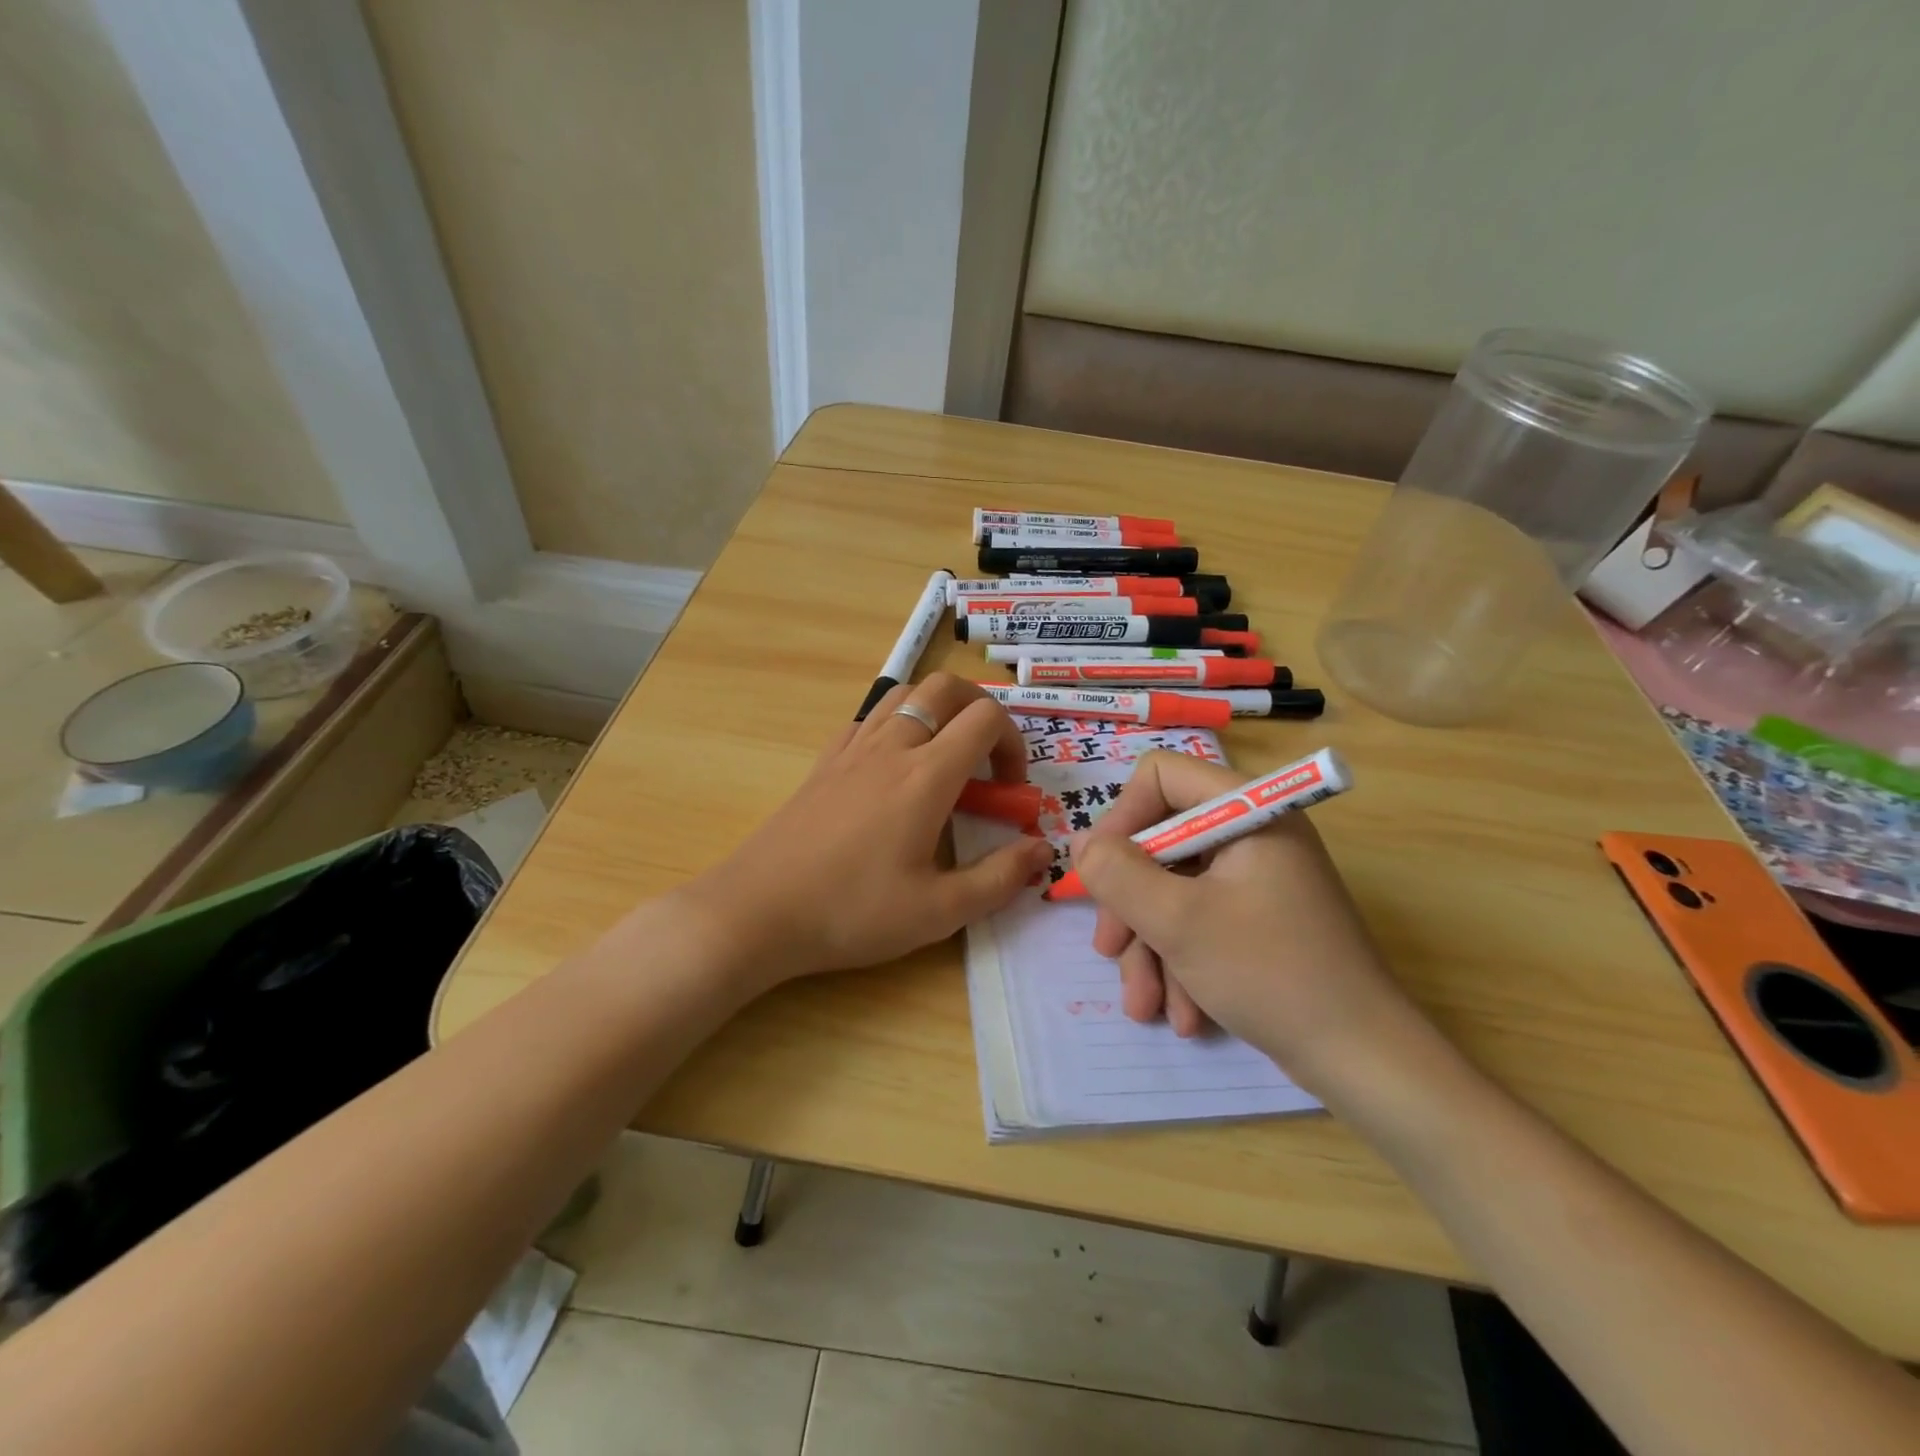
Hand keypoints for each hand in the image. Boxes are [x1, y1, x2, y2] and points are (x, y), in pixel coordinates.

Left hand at [675, 673, 1053, 987]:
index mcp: (926, 776)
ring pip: (904, 694)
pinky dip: (896, 724)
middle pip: (945, 687)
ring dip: (936, 711)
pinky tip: (893, 768)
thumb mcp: (938, 912)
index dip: (1012, 742)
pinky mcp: (824, 763)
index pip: (985, 718)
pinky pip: (868, 718)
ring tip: (943, 758)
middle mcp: (891, 747)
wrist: (757, 912)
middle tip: (985, 759)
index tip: (1010, 789)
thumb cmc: (852, 913)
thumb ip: (1000, 879)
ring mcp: (851, 749)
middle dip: (980, 710)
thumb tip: (1044, 850)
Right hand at [1069, 750, 1420, 1090]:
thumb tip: (1082, 842)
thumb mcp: (1177, 921)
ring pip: (1174, 890)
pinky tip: (1180, 1013)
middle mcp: (1253, 833)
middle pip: (1161, 842)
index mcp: (1248, 810)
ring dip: (1151, 947)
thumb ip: (1118, 874)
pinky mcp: (1258, 919)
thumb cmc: (1270, 974)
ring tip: (1144, 1005)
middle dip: (1130, 904)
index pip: (1161, 776)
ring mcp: (1257, 878)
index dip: (1123, 818)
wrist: (1362, 1060)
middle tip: (1110, 949)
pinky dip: (1181, 962)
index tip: (1103, 872)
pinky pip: (1199, 920)